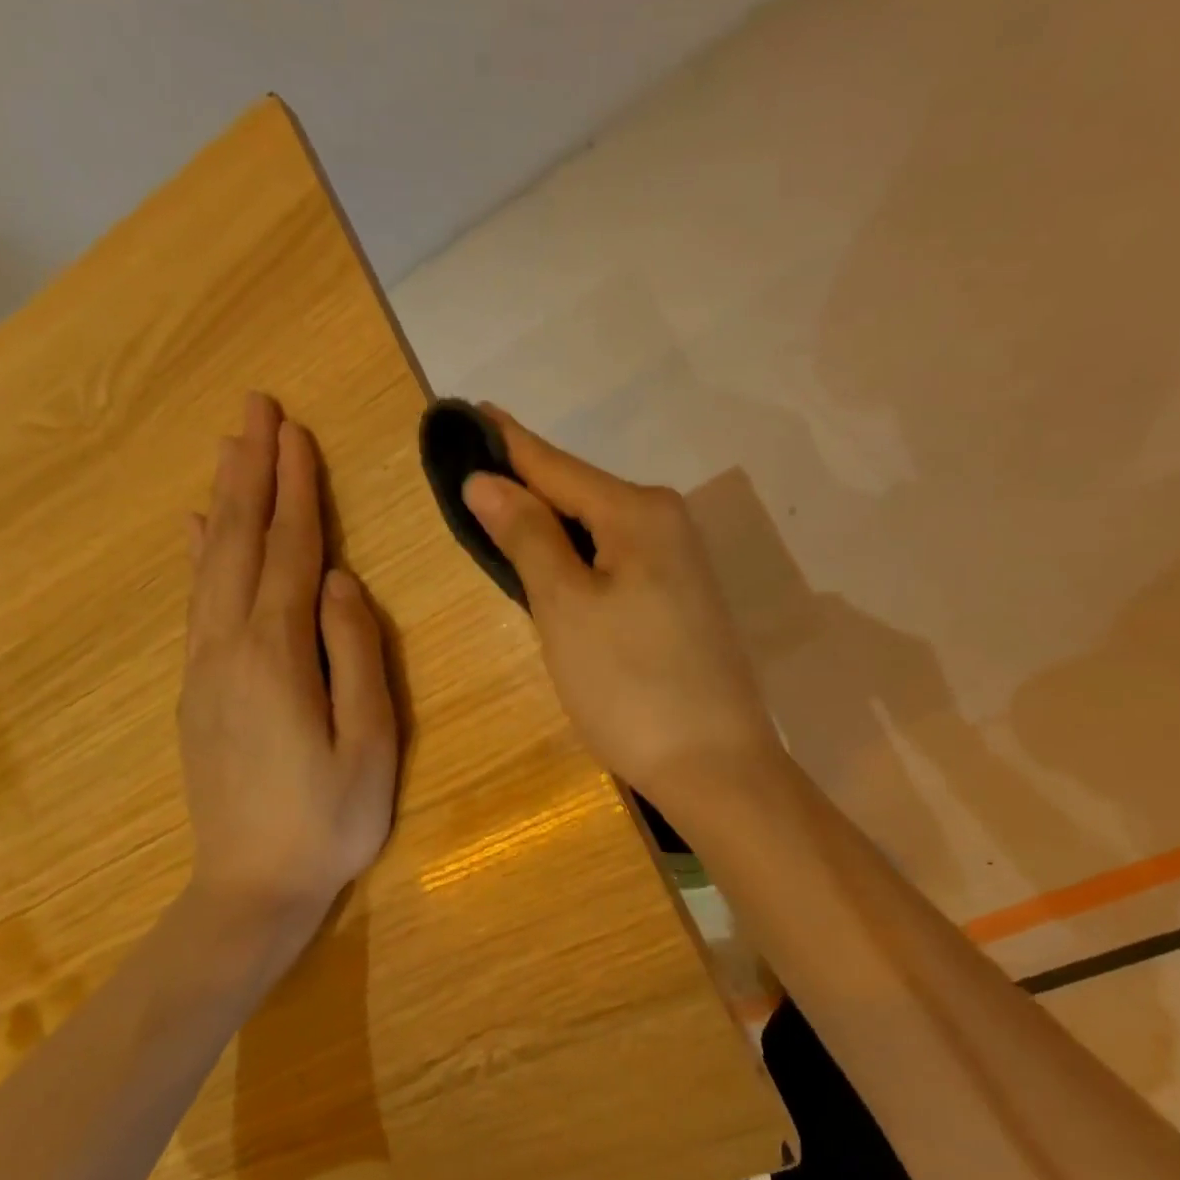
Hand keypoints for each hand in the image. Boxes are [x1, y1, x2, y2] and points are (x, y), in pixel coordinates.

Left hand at [176, 393, 397, 976]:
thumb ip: (355, 655)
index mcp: (277, 655)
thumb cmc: (328, 820)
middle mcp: (229, 647)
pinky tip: (198, 531)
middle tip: (255, 410)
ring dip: (226, 502)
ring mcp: (204, 668)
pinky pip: (197, 603)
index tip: (294, 431)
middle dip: (252, 472)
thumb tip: (340, 583)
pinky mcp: (197, 690)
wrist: (250, 889)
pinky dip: (200, 556)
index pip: (292, 552)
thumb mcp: (369, 743)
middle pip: (242, 543)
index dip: (296, 490)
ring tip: (229, 449)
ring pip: (211, 565)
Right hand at [461, 404, 785, 826]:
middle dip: (525, 484)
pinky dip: (577, 559)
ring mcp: (680, 565)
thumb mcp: (565, 608)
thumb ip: (527, 537)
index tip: (465, 411)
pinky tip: (552, 566)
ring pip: (598, 530)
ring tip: (496, 513)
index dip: (505, 443)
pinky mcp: (681, 602)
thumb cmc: (629, 685)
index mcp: (639, 512)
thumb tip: (485, 480)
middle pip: (579, 494)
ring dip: (550, 524)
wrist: (715, 768)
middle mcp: (667, 524)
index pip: (555, 464)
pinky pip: (615, 561)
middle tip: (468, 474)